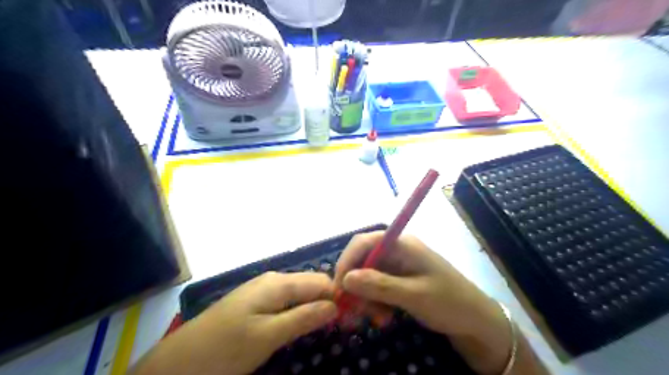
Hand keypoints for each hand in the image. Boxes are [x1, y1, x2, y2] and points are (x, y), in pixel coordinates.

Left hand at [129, 272, 336, 374]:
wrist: (179, 361)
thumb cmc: (226, 348)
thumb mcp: (268, 336)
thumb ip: (303, 318)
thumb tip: (336, 305)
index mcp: (279, 282)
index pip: (321, 281)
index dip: (338, 296)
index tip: (352, 315)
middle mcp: (273, 279)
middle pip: (310, 285)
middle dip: (327, 301)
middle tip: (342, 324)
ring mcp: (263, 290)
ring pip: (299, 293)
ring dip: (314, 307)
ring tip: (326, 326)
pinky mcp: (256, 302)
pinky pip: (286, 301)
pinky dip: (298, 311)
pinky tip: (301, 324)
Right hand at [337, 231, 512, 374]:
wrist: (476, 321)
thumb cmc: (450, 303)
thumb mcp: (414, 296)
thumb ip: (380, 285)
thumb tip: (345, 279)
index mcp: (402, 243)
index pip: (364, 242)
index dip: (347, 261)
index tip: (338, 287)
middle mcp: (397, 250)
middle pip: (363, 260)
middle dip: (356, 285)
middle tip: (355, 311)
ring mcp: (398, 265)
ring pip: (367, 275)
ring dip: (366, 297)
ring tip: (378, 319)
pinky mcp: (399, 278)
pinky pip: (377, 286)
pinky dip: (375, 302)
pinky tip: (384, 317)